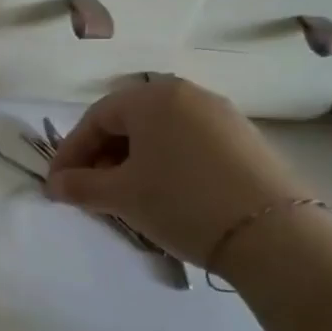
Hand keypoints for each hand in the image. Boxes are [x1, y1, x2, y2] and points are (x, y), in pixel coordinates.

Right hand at [44, 76, 314, 266]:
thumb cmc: (181, 202)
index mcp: (152, 97)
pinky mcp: (247, 141)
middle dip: (101, 157)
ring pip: (159, 134)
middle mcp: (188, 95)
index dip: (70, 153)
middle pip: (128, 123)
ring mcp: (222, 116)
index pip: (95, 119)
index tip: (57, 186)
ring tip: (125, 197)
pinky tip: (164, 195)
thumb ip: (80, 186)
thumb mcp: (121, 196)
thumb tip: (55, 185)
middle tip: (89, 191)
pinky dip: (165, 165)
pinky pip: (188, 144)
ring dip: (132, 162)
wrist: (276, 235)